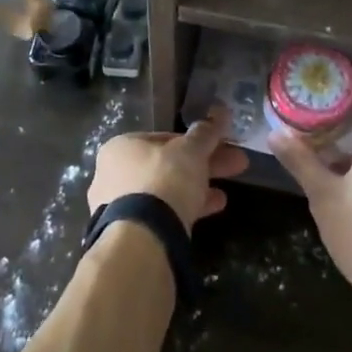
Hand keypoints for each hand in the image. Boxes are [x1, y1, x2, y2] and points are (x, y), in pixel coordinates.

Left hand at [87, 105, 248, 231]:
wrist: (144, 237)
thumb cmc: (164, 180)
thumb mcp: (190, 151)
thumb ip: (205, 133)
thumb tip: (220, 113)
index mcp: (121, 147)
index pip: (164, 138)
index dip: (196, 141)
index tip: (220, 144)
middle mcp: (114, 174)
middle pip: (168, 165)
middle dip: (205, 163)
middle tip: (236, 163)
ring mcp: (120, 206)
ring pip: (167, 190)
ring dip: (200, 187)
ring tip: (228, 191)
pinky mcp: (131, 232)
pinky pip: (164, 213)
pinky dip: (188, 208)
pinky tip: (215, 207)